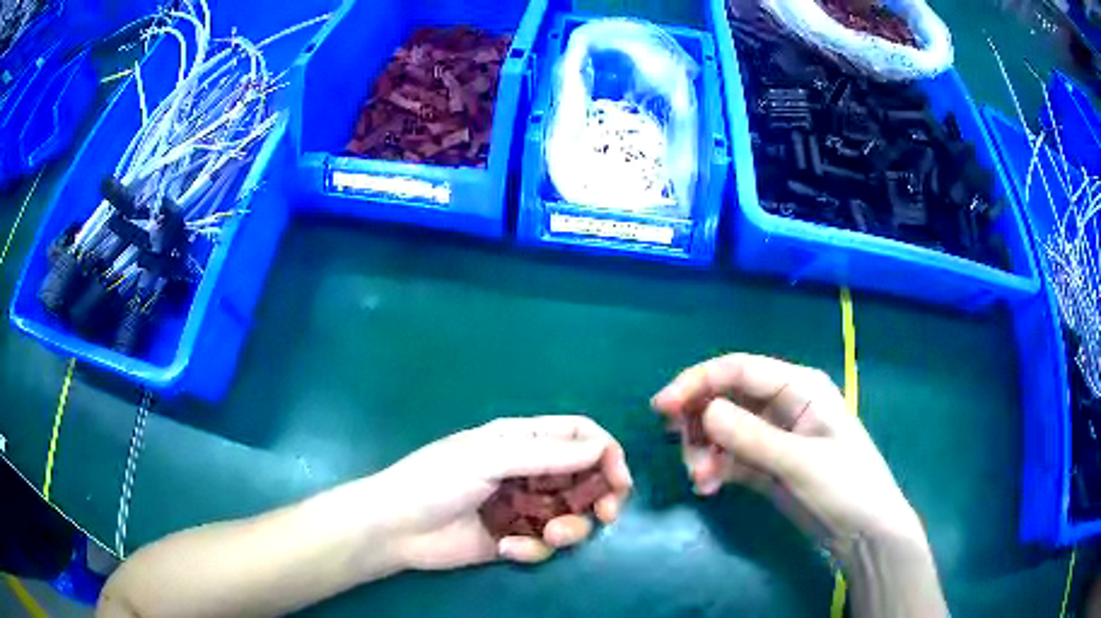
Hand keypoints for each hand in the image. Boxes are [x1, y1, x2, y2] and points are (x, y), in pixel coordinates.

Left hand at [372, 416, 631, 569]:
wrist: (397, 528)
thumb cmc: (436, 481)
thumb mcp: (488, 458)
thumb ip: (545, 455)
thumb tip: (600, 449)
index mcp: (522, 440)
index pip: (579, 436)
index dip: (606, 453)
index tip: (618, 481)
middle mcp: (529, 471)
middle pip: (585, 477)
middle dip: (600, 496)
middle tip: (605, 515)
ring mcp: (523, 507)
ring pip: (571, 515)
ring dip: (570, 527)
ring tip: (548, 536)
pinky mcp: (515, 538)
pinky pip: (543, 543)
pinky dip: (534, 548)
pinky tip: (507, 548)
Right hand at [652, 353, 923, 559]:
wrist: (863, 532)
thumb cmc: (845, 486)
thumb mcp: (800, 461)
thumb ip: (752, 436)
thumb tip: (705, 411)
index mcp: (799, 388)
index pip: (739, 370)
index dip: (697, 382)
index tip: (661, 407)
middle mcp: (783, 405)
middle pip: (726, 398)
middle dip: (699, 423)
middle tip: (685, 454)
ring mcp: (773, 436)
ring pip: (722, 430)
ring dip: (704, 451)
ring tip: (701, 480)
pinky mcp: (766, 465)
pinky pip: (729, 458)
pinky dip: (714, 469)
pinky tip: (708, 488)